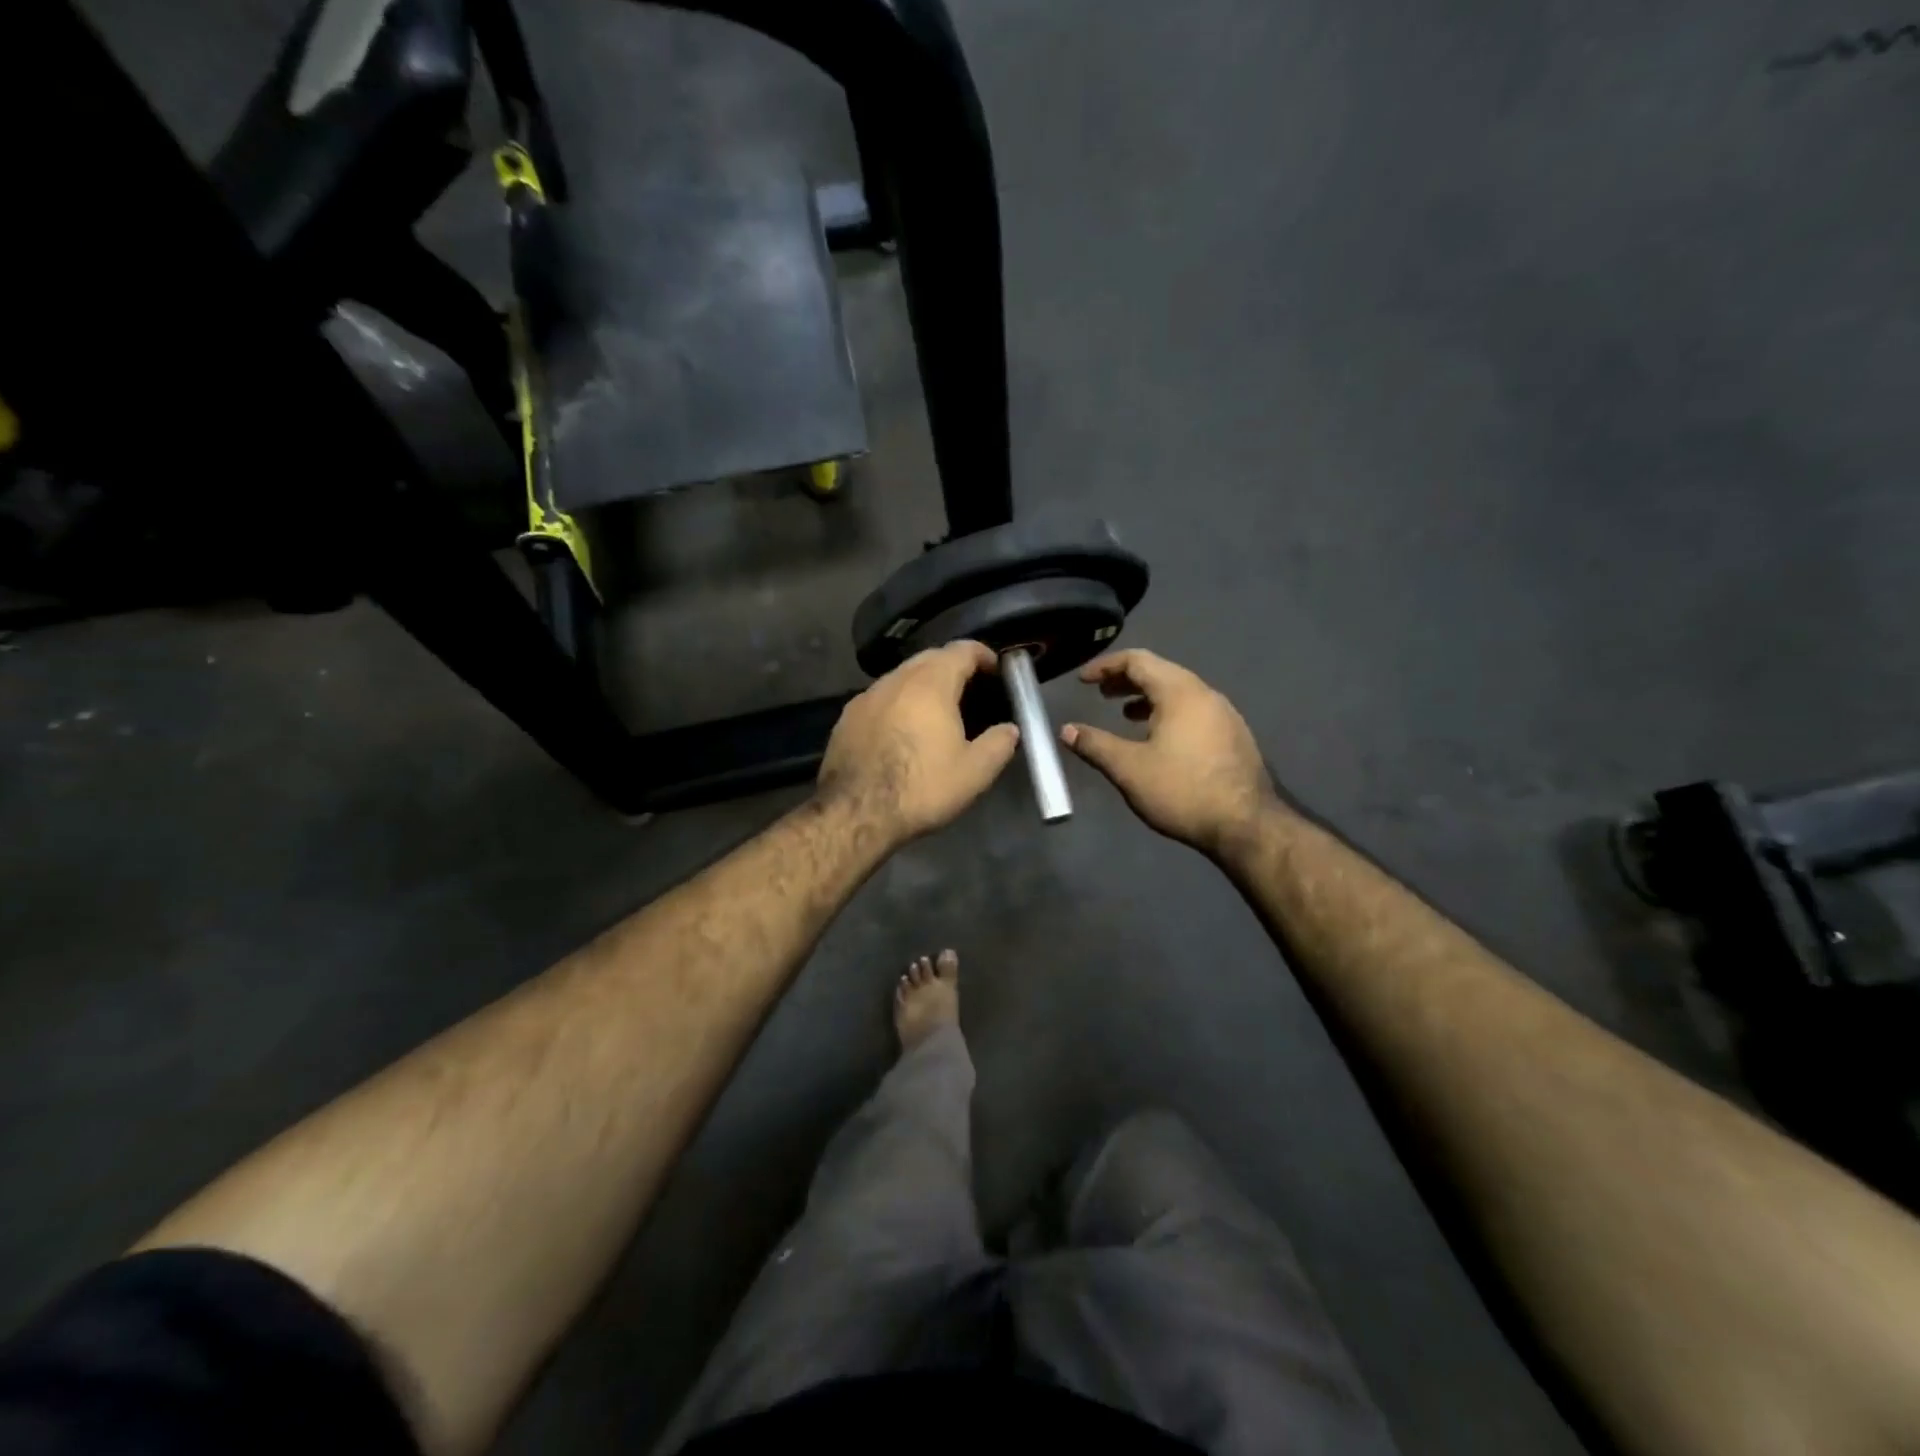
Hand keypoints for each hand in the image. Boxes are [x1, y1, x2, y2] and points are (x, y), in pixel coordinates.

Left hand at [817, 640, 1020, 844]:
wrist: (855, 813)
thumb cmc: (921, 787)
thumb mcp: (974, 772)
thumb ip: (999, 744)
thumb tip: (1010, 729)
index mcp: (931, 684)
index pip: (961, 650)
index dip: (982, 654)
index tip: (995, 668)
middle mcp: (896, 679)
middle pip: (929, 658)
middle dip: (952, 665)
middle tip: (969, 687)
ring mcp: (866, 696)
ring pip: (901, 676)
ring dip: (922, 684)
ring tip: (936, 710)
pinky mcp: (847, 717)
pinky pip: (880, 698)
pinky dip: (898, 703)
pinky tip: (902, 729)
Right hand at [1062, 649, 1281, 857]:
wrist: (1246, 825)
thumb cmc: (1182, 790)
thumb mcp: (1129, 768)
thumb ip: (1095, 745)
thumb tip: (1066, 730)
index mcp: (1180, 692)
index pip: (1138, 661)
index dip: (1106, 666)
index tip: (1083, 680)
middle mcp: (1205, 694)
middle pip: (1160, 672)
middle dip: (1126, 680)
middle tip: (1101, 694)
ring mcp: (1224, 714)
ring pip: (1180, 692)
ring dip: (1148, 698)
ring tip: (1125, 714)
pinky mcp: (1233, 736)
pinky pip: (1194, 710)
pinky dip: (1168, 712)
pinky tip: (1159, 739)